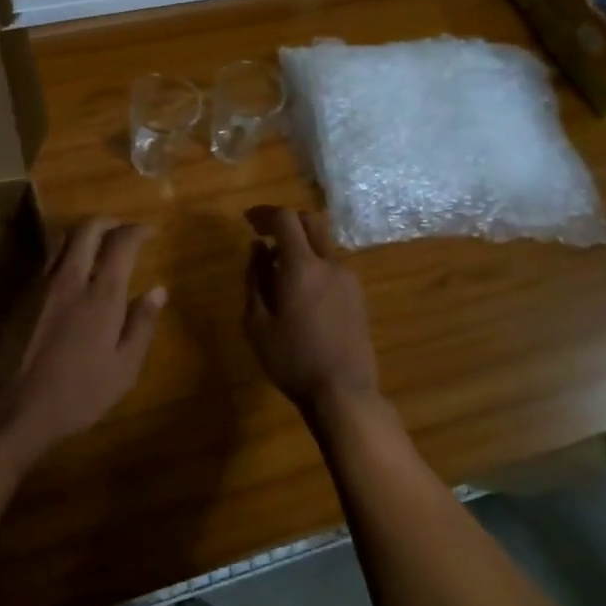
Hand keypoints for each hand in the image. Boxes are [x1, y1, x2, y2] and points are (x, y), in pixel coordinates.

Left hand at [0, 218, 165, 458]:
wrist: (10, 408)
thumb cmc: (77, 395)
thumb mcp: (123, 370)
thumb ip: (141, 325)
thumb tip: (158, 291)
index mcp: (101, 295)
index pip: (121, 243)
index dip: (138, 230)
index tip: (150, 231)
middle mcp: (70, 279)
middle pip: (87, 228)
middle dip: (108, 221)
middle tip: (123, 229)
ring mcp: (40, 284)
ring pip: (61, 238)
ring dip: (83, 232)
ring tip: (97, 244)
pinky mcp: (20, 296)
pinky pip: (46, 260)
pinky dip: (64, 253)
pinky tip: (70, 273)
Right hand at [242, 207, 382, 422]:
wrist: (344, 392)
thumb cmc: (292, 360)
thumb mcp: (258, 324)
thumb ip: (255, 280)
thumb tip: (257, 249)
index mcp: (302, 267)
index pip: (286, 219)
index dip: (265, 213)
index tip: (248, 220)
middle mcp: (329, 264)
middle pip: (311, 221)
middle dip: (286, 220)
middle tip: (264, 234)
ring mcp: (348, 279)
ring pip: (323, 244)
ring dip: (300, 245)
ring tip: (278, 271)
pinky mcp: (358, 296)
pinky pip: (332, 265)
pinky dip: (313, 264)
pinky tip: (300, 292)